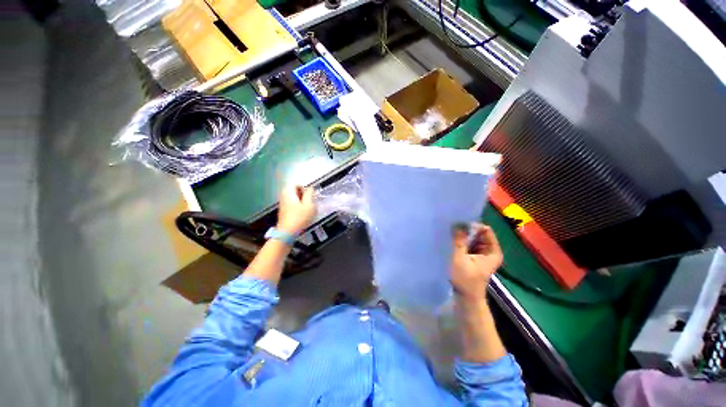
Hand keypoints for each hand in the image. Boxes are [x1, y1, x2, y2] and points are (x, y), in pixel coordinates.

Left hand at [277, 186, 315, 235]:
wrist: (287, 232)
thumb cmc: (300, 217)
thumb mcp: (309, 205)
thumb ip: (310, 194)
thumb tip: (310, 188)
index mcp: (288, 192)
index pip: (296, 184)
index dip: (304, 188)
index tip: (310, 195)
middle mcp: (283, 196)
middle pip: (294, 191)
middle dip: (303, 195)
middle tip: (310, 202)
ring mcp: (282, 205)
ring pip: (293, 199)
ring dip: (301, 202)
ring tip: (307, 208)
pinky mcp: (283, 212)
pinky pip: (291, 205)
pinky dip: (297, 207)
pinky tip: (302, 214)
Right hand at [450, 224, 502, 301]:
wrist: (466, 297)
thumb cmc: (465, 279)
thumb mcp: (460, 258)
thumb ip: (459, 241)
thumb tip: (457, 223)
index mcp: (493, 251)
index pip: (485, 230)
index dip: (473, 226)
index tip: (459, 224)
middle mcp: (490, 250)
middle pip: (479, 233)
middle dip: (466, 230)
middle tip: (452, 227)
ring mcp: (482, 253)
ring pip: (473, 238)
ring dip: (463, 235)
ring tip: (451, 233)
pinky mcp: (474, 256)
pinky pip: (469, 244)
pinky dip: (462, 241)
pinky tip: (452, 240)